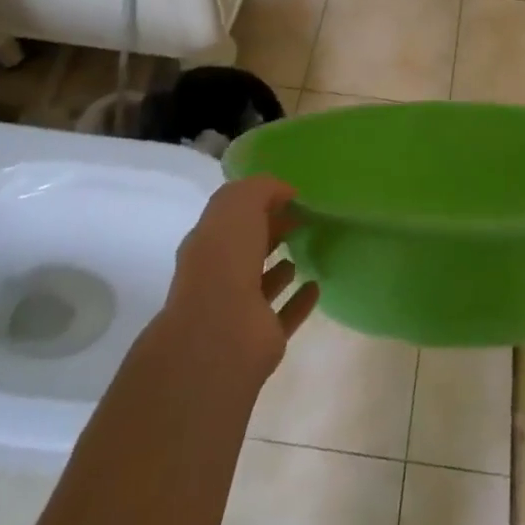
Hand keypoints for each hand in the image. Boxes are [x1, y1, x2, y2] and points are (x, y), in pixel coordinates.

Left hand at [160, 175, 318, 389]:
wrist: (222, 334)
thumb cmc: (226, 259)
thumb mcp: (240, 204)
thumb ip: (262, 189)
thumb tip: (285, 192)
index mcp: (208, 242)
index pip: (234, 216)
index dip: (260, 202)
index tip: (292, 195)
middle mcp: (220, 274)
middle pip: (248, 247)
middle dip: (272, 231)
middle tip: (304, 218)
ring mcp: (241, 308)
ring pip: (263, 282)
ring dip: (282, 267)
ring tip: (308, 248)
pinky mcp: (264, 336)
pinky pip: (287, 313)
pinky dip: (301, 300)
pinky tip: (316, 286)